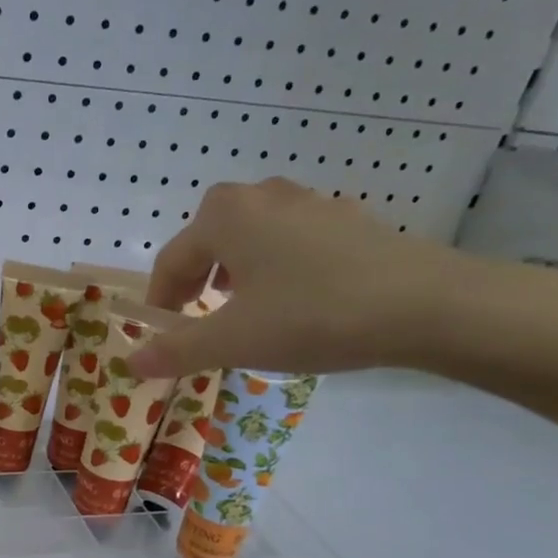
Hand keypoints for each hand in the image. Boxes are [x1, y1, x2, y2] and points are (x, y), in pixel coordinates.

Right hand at [130, 178, 468, 379]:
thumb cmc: (312, 316)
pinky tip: (297, 298)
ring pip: (250, 237)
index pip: (171, 261)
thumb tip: (131, 361)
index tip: (161, 336)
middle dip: (196, 281)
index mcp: (223, 216)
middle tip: (199, 319)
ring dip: (235, 272)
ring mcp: (308, 202)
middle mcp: (260, 196)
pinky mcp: (346, 218)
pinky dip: (276, 266)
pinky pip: (290, 240)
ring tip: (244, 310)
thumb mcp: (234, 341)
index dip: (160, 302)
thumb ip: (176, 349)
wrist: (426, 305)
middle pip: (208, 241)